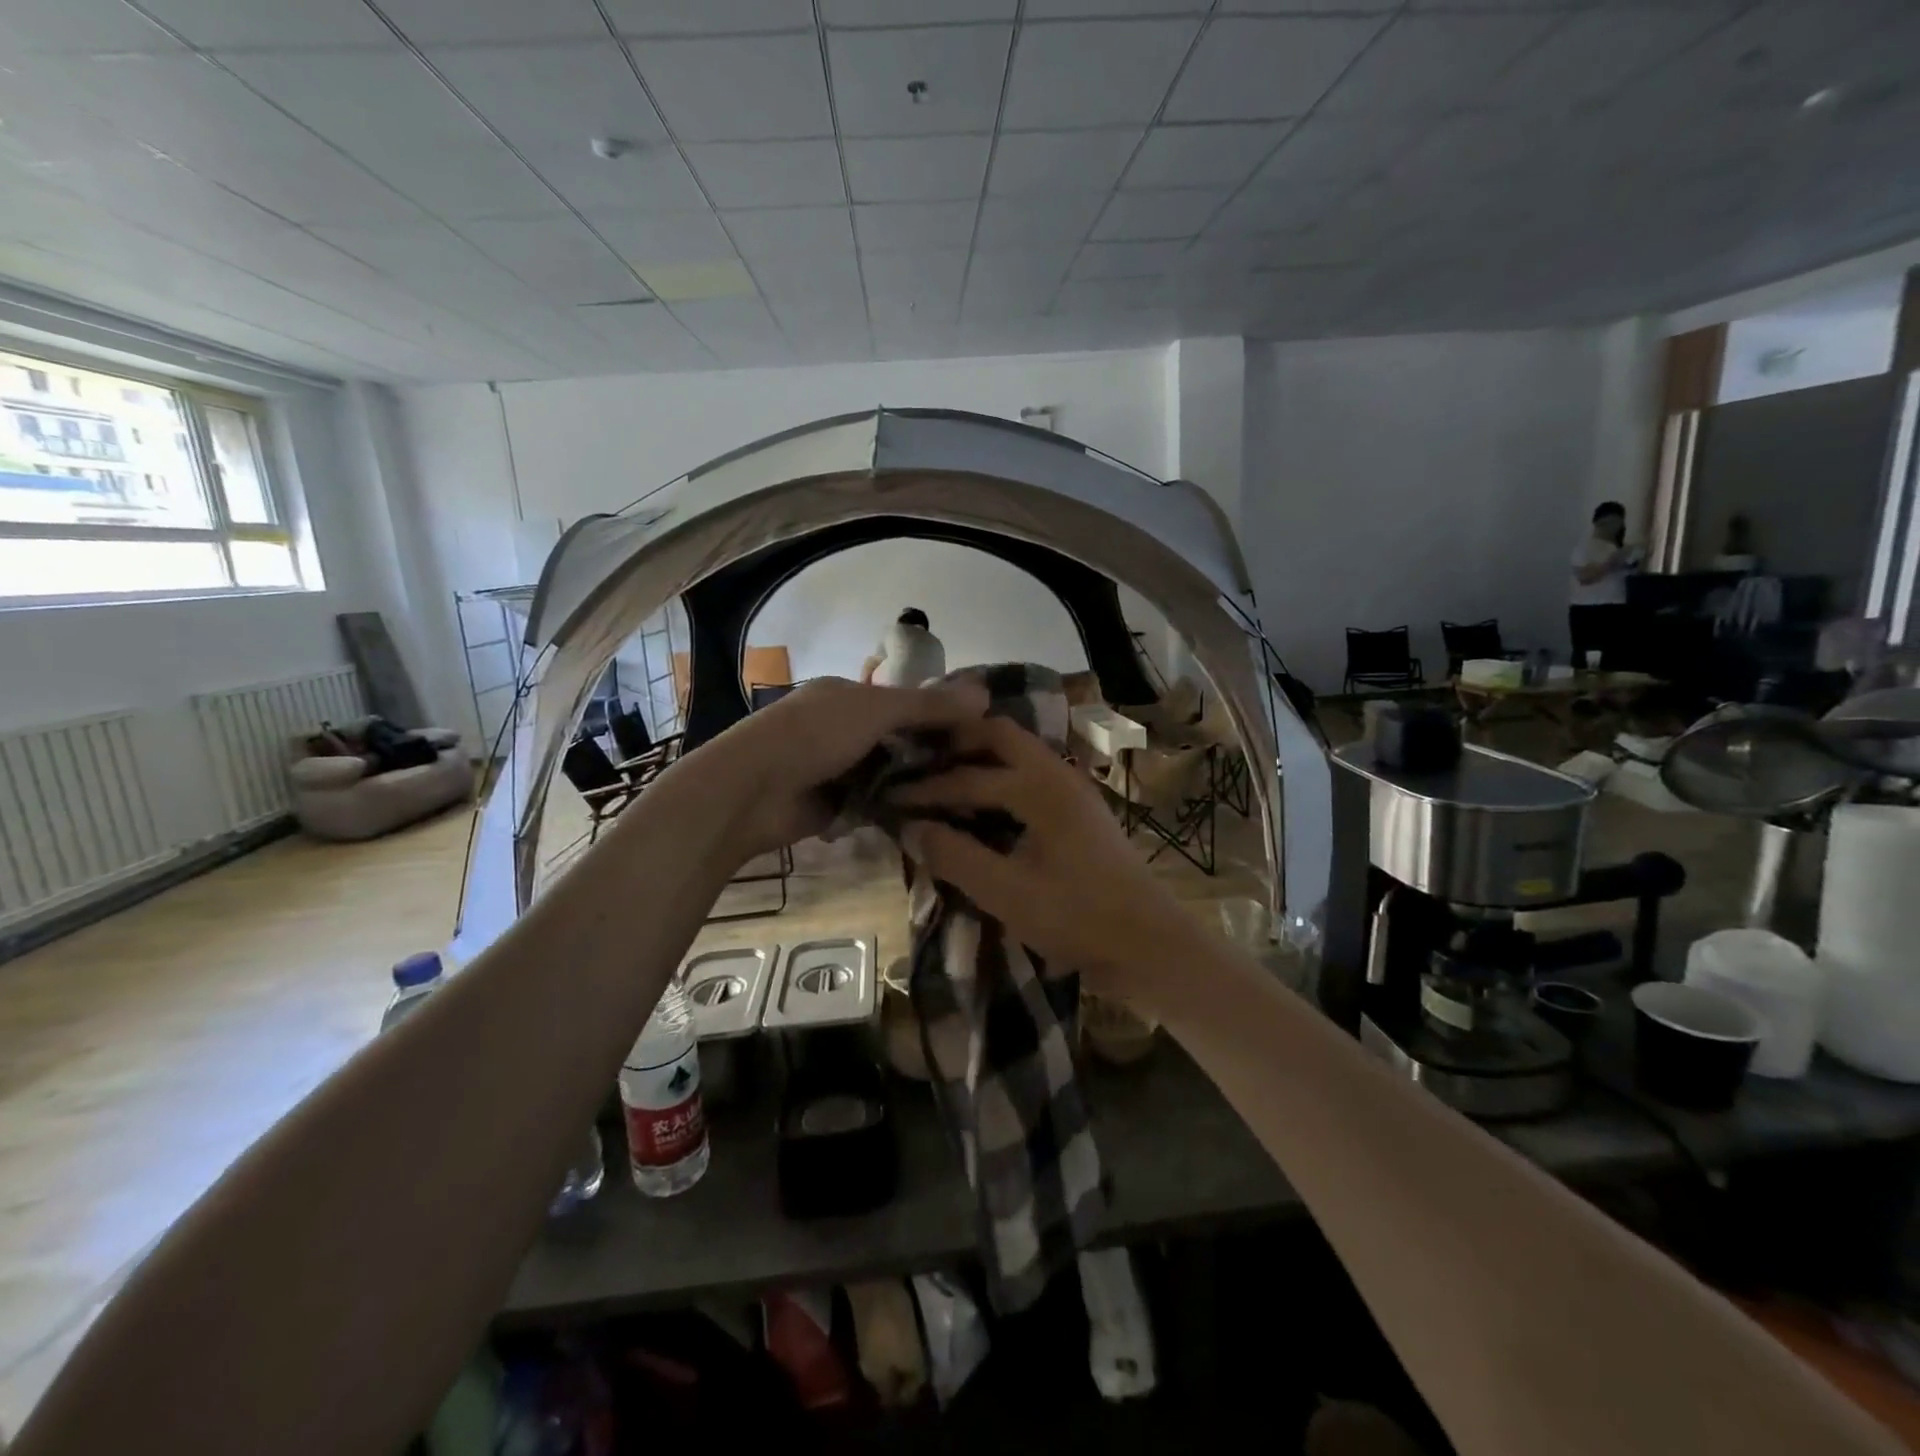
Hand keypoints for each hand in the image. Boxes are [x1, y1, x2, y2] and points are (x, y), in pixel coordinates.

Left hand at [698, 676, 987, 860]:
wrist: (752, 791)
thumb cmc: (814, 735)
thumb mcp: (875, 710)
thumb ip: (928, 705)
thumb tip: (985, 693)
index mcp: (848, 695)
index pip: (904, 700)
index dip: (939, 713)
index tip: (978, 733)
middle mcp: (843, 728)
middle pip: (899, 739)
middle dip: (931, 753)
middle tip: (980, 771)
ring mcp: (837, 768)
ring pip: (889, 774)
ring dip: (915, 785)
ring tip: (965, 798)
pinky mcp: (833, 806)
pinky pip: (875, 805)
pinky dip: (895, 810)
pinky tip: (931, 819)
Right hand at [884, 717, 1194, 1004]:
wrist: (1150, 944)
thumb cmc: (1077, 918)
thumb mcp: (1007, 893)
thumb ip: (955, 857)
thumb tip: (911, 828)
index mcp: (1040, 787)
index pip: (968, 776)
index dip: (926, 789)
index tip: (890, 797)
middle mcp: (1059, 775)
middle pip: (1000, 736)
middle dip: (957, 744)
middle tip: (918, 761)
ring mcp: (1075, 790)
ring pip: (1020, 753)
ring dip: (982, 757)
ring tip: (944, 775)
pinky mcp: (1082, 811)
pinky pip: (1033, 775)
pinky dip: (1002, 777)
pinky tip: (985, 803)